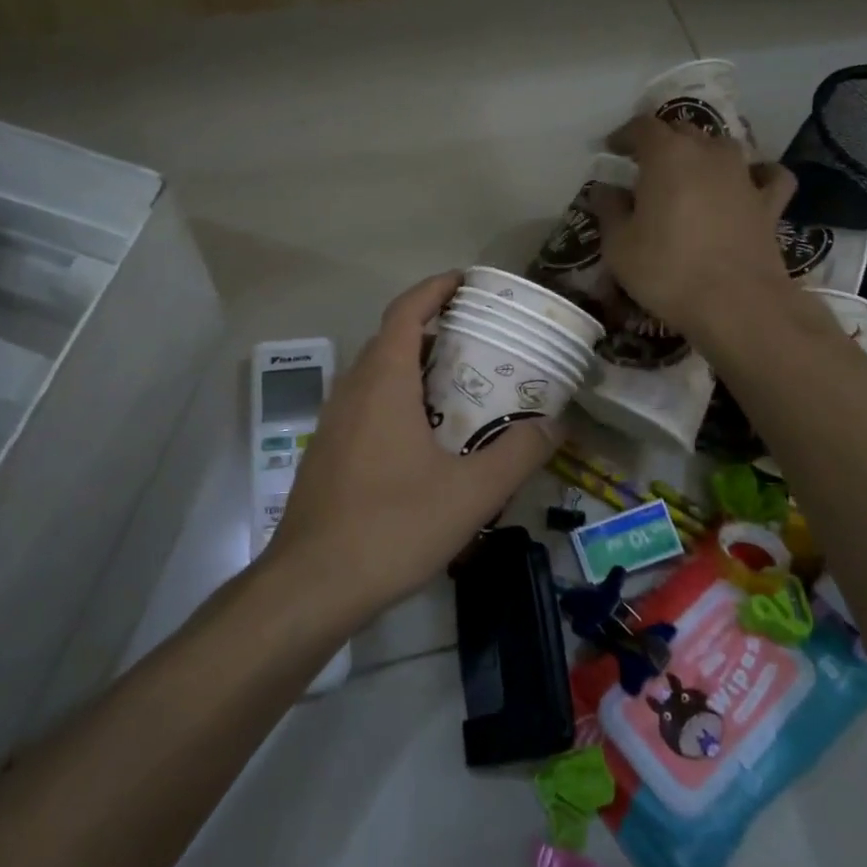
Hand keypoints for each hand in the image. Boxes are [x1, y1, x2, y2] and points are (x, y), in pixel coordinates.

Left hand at [262, 272, 559, 618]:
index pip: (406, 311)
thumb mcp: (470, 493)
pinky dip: (398, 397)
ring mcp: (333, 421)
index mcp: (382, 382)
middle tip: (480, 338)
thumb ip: (518, 454)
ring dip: (415, 365)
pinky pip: (367, 404)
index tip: (467, 281)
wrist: (311, 584)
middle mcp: (352, 390)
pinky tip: (426, 436)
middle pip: (392, 339)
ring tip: (461, 383)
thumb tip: (554, 424)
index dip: (435, 288)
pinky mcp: (327, 451)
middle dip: (434, 327)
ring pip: (377, 374)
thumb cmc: (391, 527)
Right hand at [588, 116, 799, 336]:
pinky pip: (768, 175)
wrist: (737, 303)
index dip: (624, 135)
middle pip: (683, 130)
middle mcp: (709, 154)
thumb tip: (604, 190)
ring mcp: (744, 176)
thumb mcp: (618, 245)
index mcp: (668, 155)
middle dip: (661, 142)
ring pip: (722, 146)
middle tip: (644, 166)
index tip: (611, 150)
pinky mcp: (769, 203)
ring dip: (703, 153)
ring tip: (689, 174)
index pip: (643, 127)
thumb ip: (609, 210)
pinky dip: (757, 174)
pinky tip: (748, 184)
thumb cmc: (667, 270)